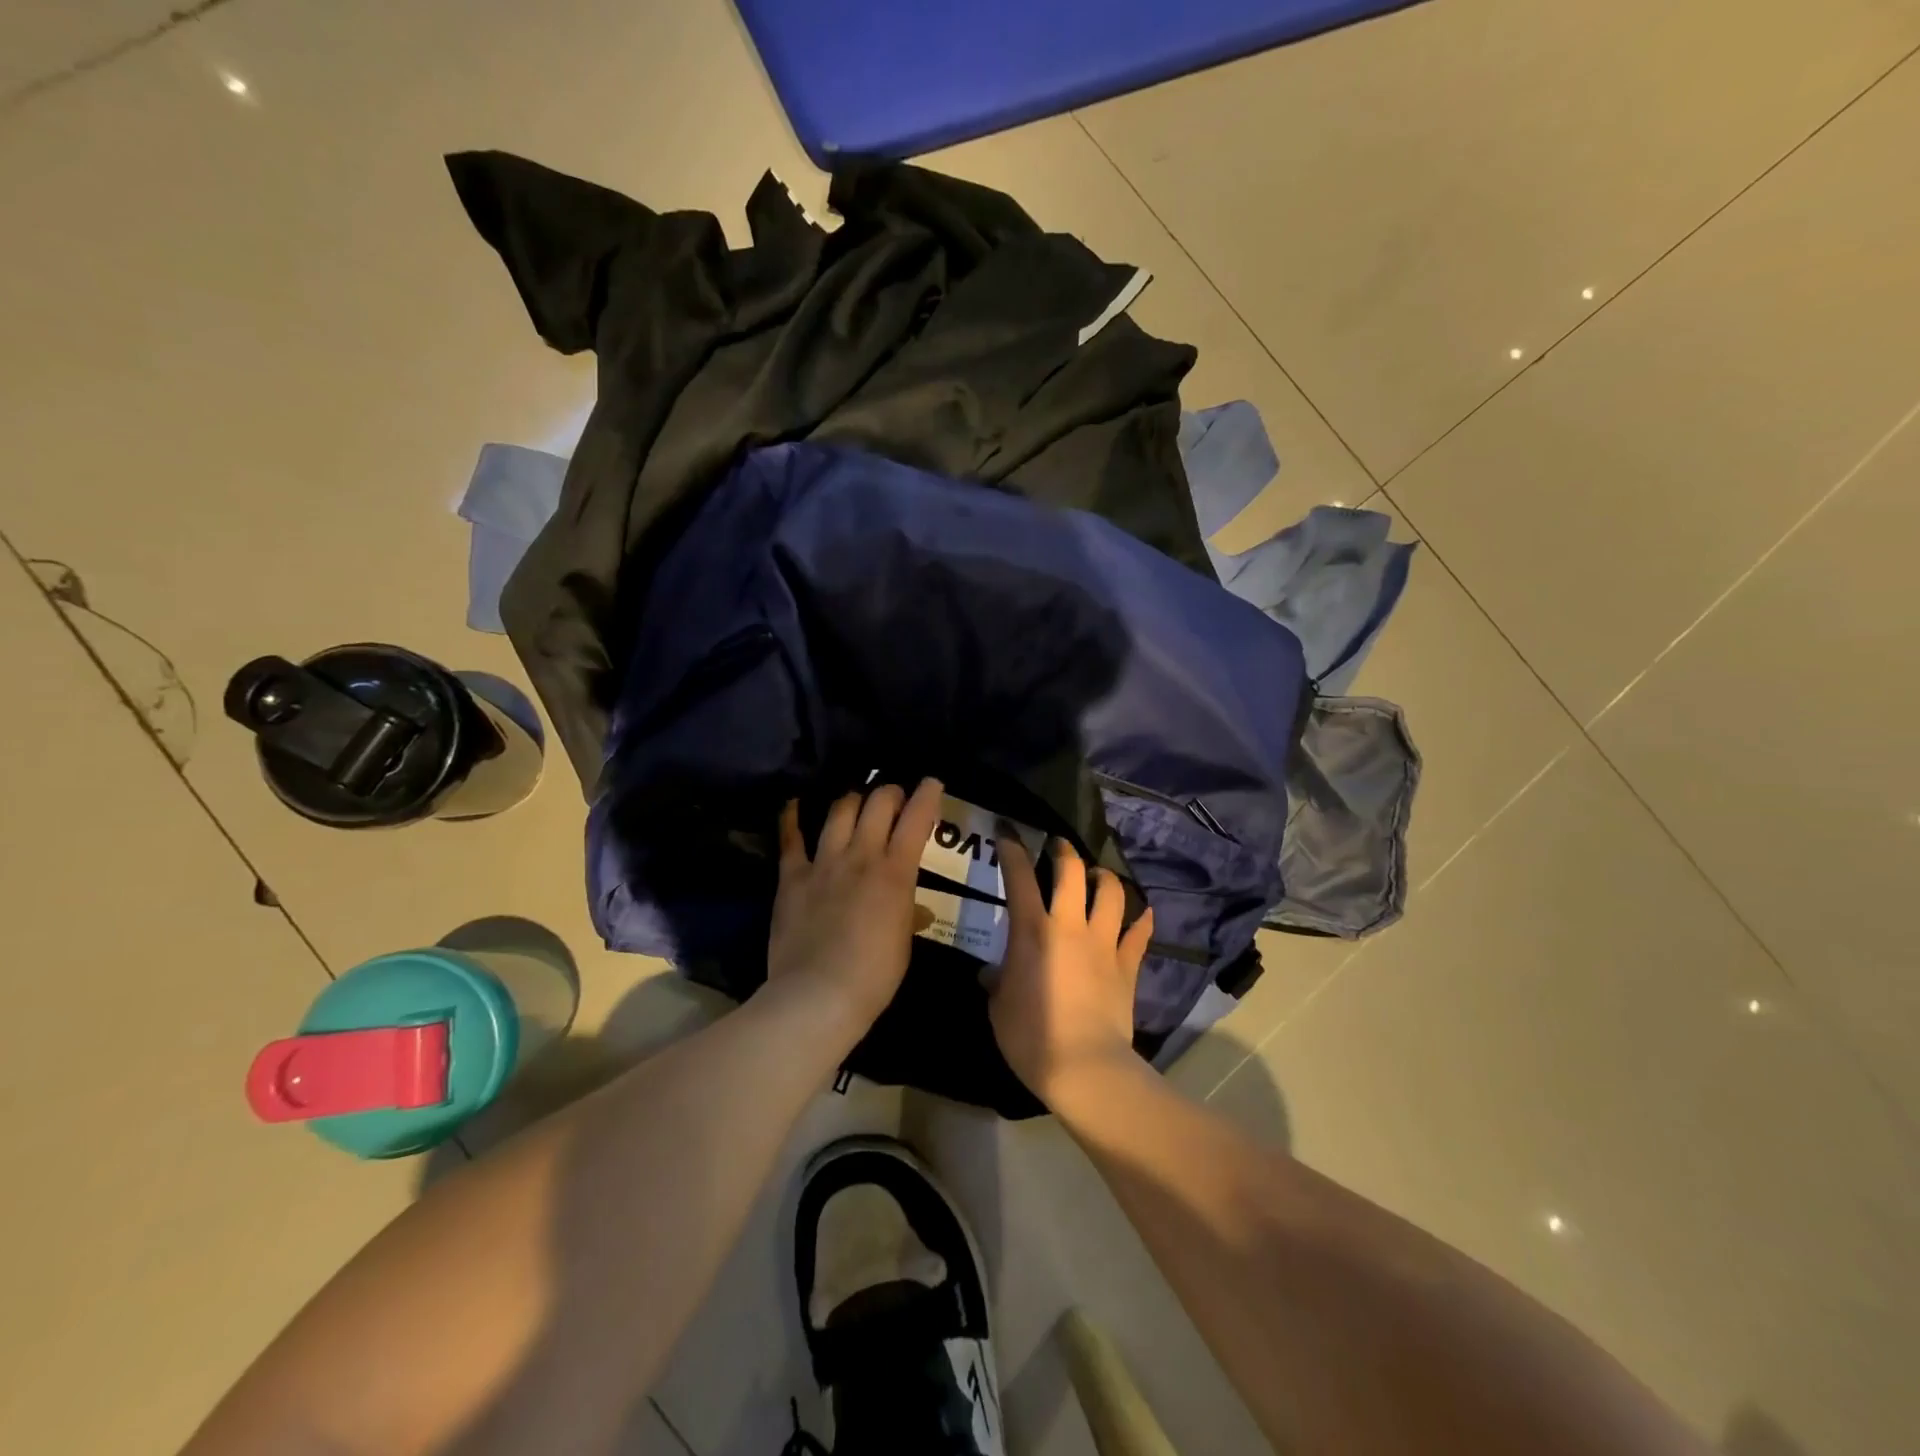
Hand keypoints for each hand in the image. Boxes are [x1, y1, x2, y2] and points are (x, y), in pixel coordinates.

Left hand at [766, 779, 943, 1029]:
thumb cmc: (873, 976)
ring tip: (857, 800)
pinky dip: (792, 817)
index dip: (927, 795)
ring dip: (852, 799)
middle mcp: (861, 856)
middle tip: (894, 797)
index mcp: (896, 872)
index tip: (931, 783)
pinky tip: (795, 804)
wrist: (818, 995)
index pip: (916, 819)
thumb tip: (915, 910)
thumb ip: (908, 916)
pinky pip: (791, 838)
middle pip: (878, 803)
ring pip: (839, 811)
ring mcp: (824, 863)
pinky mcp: (792, 877)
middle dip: (889, 792)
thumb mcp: (903, 944)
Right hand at [989, 835, 1152, 1106]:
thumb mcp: (998, 1008)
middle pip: (1071, 872)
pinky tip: (1143, 912)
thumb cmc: (1031, 1037)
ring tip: (1097, 877)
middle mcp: (1070, 925)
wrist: (1084, 1067)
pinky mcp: (1127, 965)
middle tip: (1058, 848)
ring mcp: (1103, 943)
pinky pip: (1139, 933)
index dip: (1012, 849)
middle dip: (1064, 852)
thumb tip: (992, 974)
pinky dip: (1141, 919)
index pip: (1018, 877)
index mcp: (1032, 931)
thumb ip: (996, 982)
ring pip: (1111, 893)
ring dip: (1104, 878)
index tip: (1008, 834)